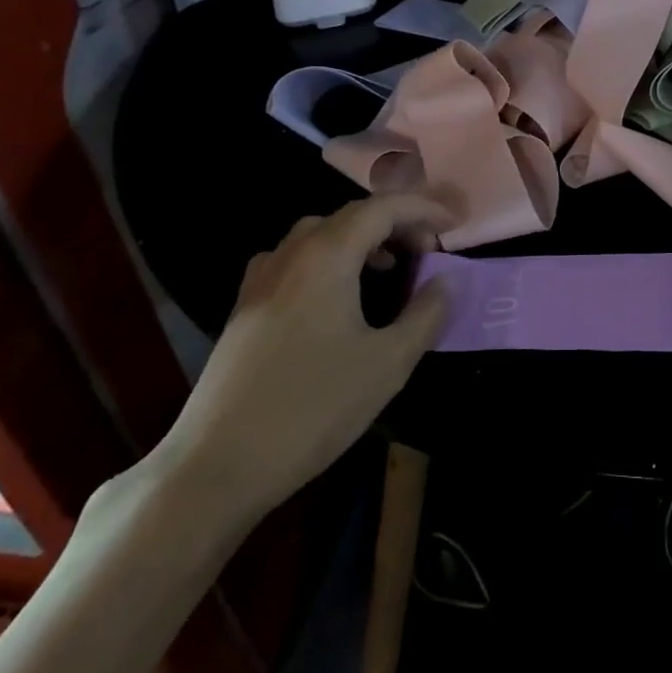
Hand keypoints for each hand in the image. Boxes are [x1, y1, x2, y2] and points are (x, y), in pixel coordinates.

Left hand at [151, 193, 449, 520]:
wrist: (217, 464)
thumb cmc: (312, 408)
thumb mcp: (388, 363)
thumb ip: (425, 314)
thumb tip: (446, 282)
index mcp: (327, 256)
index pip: (383, 208)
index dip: (424, 209)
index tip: (455, 225)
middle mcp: (291, 254)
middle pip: (351, 215)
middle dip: (396, 222)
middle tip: (428, 249)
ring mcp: (261, 279)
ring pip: (318, 234)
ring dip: (360, 238)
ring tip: (388, 266)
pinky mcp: (244, 307)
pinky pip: (294, 259)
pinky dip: (327, 258)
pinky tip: (334, 294)